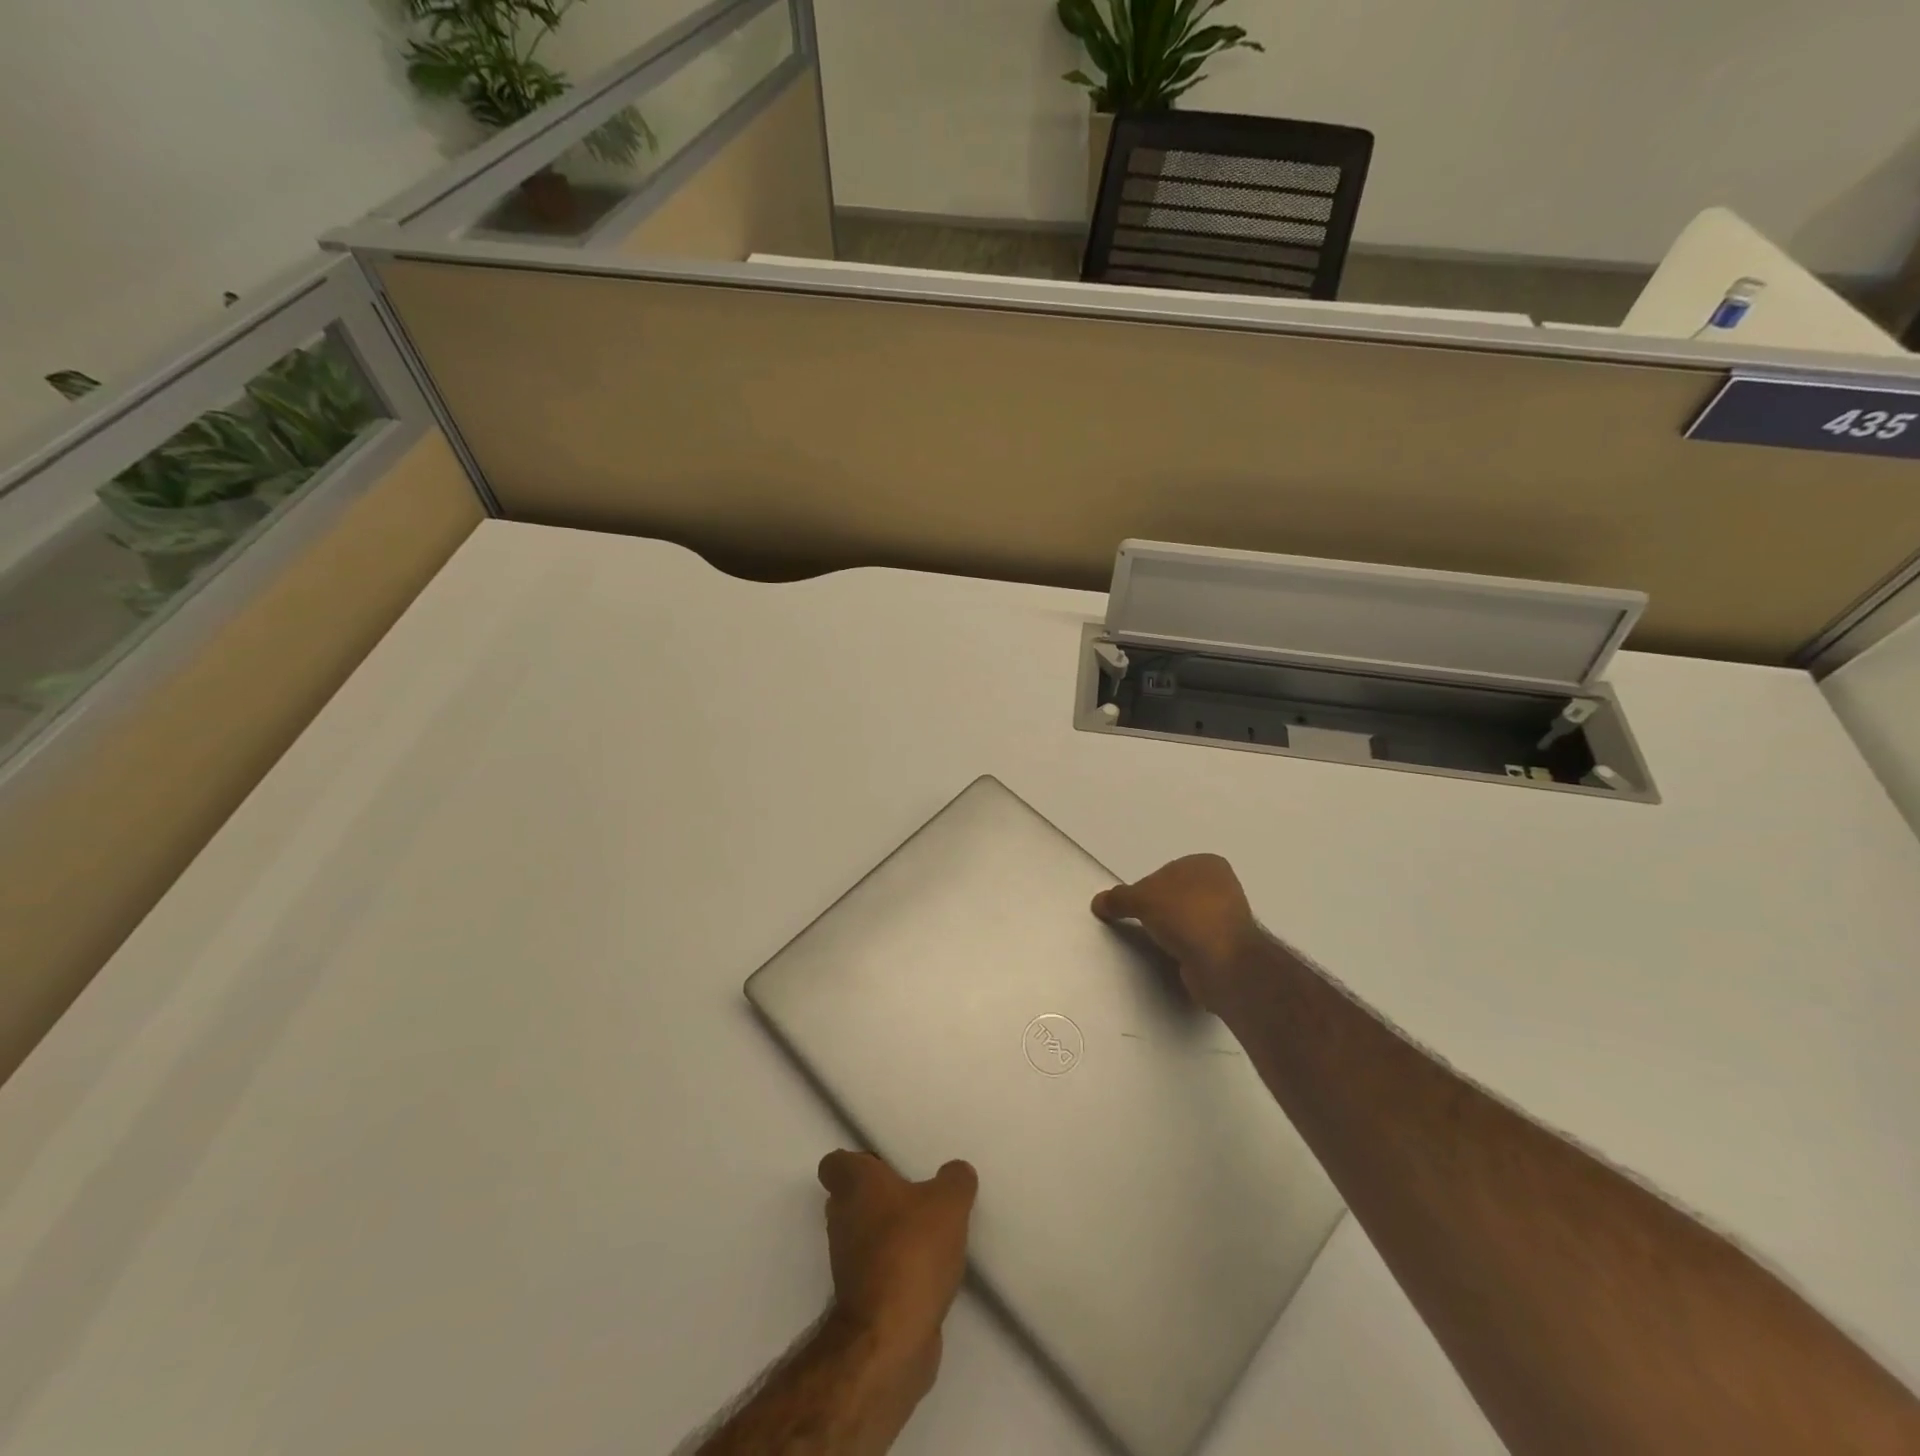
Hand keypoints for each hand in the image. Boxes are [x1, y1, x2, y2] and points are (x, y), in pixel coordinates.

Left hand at [818, 1151, 976, 1366]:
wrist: (890, 1337)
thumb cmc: (912, 1250)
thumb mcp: (949, 1203)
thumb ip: (955, 1180)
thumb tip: (956, 1172)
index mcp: (854, 1184)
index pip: (835, 1163)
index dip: (856, 1161)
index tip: (885, 1165)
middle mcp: (841, 1218)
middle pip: (849, 1198)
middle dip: (877, 1197)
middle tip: (914, 1196)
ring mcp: (846, 1262)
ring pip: (862, 1235)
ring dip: (888, 1234)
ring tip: (928, 1233)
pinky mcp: (859, 1300)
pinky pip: (876, 1270)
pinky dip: (895, 1268)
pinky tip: (927, 1271)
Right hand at [1091, 853, 1263, 1011]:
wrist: (1222, 962)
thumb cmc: (1185, 914)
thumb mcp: (1141, 899)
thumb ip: (1118, 898)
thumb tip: (1098, 902)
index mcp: (1208, 864)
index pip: (1166, 872)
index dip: (1146, 887)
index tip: (1134, 905)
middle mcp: (1222, 886)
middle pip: (1176, 895)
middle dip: (1159, 909)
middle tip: (1141, 924)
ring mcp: (1228, 918)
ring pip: (1186, 920)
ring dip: (1172, 931)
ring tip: (1156, 943)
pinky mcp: (1228, 947)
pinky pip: (1195, 943)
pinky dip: (1183, 948)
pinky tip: (1172, 956)